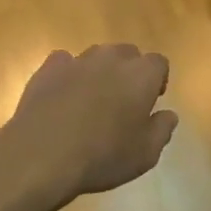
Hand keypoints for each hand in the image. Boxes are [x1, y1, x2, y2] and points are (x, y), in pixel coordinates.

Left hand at [0, 45, 177, 205]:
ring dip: (99, 72)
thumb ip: (162, 129)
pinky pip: (65, 62)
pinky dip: (68, 74)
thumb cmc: (103, 156)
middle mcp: (112, 58)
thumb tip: (168, 114)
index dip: (157, 81)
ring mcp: (77, 60)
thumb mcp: (146, 154)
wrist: (42, 155)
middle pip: (128, 54)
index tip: (150, 102)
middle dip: (129, 72)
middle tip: (122, 102)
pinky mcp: (48, 68)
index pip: (159, 63)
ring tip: (91, 101)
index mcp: (142, 75)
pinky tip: (63, 97)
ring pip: (96, 56)